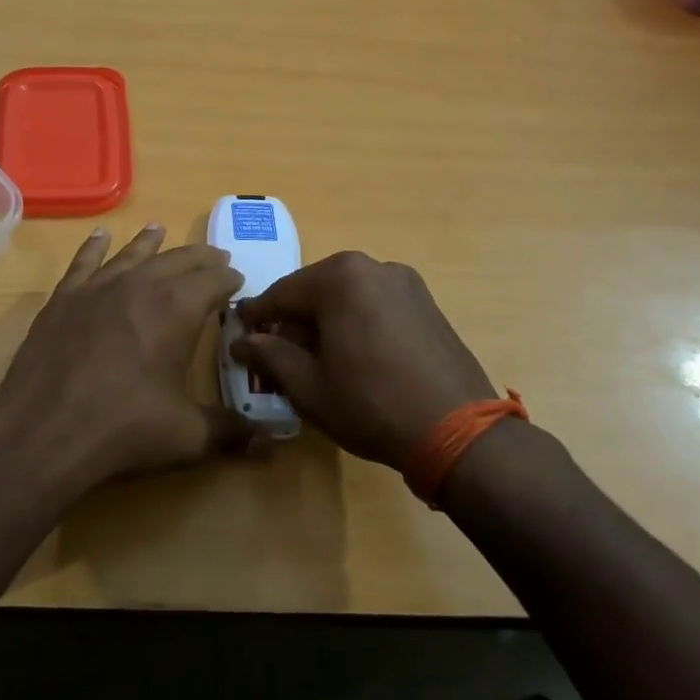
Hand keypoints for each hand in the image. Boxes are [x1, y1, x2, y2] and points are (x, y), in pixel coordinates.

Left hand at [0, 224, 259, 496]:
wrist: (44, 430)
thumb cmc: (124, 427)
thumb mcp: (187, 435)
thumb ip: (231, 432)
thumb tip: (270, 444)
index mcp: (178, 308)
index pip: (214, 281)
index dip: (229, 279)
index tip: (238, 281)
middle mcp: (141, 285)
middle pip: (178, 260)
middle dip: (200, 258)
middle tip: (215, 257)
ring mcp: (98, 288)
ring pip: (132, 254)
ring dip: (151, 242)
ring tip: (160, 230)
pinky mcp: (64, 299)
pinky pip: (84, 262)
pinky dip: (94, 247)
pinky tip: (100, 236)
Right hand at [232, 251, 496, 466]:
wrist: (459, 431)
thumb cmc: (370, 404)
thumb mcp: (307, 386)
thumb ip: (269, 355)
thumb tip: (243, 341)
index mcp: (340, 277)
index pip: (281, 293)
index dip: (256, 317)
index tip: (240, 335)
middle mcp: (373, 267)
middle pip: (315, 290)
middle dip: (293, 321)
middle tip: (279, 355)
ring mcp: (406, 283)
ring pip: (347, 297)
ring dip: (325, 322)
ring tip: (319, 361)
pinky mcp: (428, 304)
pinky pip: (375, 305)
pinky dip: (356, 323)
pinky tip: (356, 358)